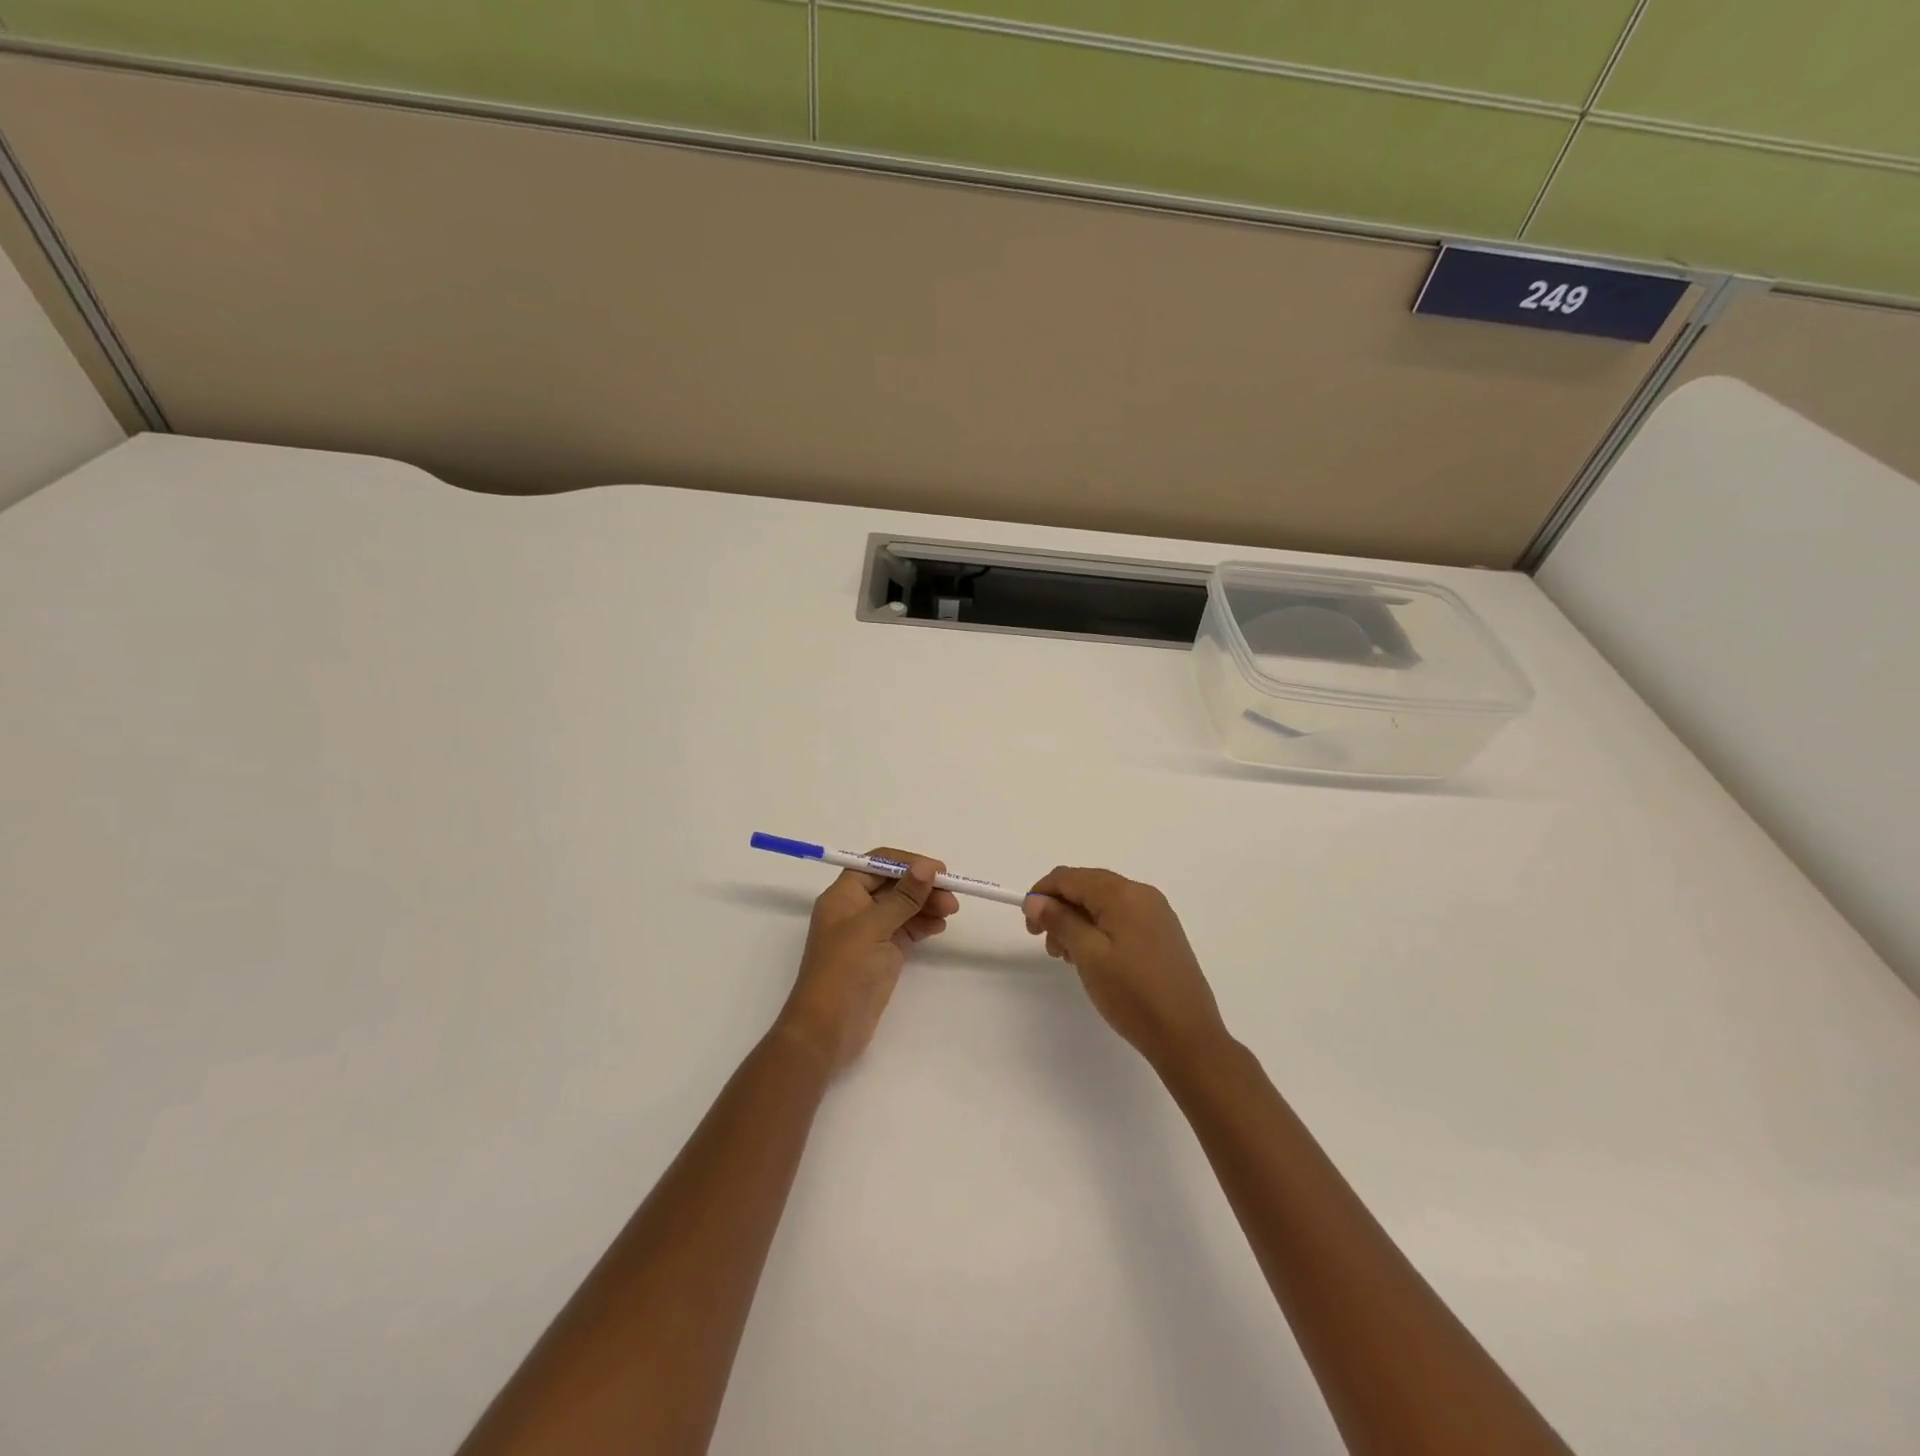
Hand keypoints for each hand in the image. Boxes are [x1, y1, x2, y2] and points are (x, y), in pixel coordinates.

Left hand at [776, 849, 959, 1071]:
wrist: (828, 1030)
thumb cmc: (844, 971)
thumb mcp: (873, 928)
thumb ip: (903, 897)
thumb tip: (927, 867)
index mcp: (843, 895)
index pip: (878, 864)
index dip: (908, 862)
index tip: (939, 870)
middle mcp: (856, 909)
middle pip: (893, 885)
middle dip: (922, 886)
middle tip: (952, 894)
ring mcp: (870, 933)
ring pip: (903, 907)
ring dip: (926, 904)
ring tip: (951, 911)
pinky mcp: (882, 954)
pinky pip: (906, 929)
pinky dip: (923, 924)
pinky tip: (940, 925)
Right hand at [1024, 867, 1229, 1069]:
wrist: (1187, 1037)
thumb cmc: (1132, 994)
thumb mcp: (1088, 955)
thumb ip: (1060, 921)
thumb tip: (1035, 900)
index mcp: (1123, 893)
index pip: (1069, 877)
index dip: (1042, 894)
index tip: (1029, 926)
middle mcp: (1142, 894)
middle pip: (1087, 886)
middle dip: (1060, 909)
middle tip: (1049, 947)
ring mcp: (1156, 914)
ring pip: (1104, 904)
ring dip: (1078, 922)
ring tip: (1069, 958)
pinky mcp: (1163, 934)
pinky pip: (1121, 918)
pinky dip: (1099, 930)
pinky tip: (1094, 959)